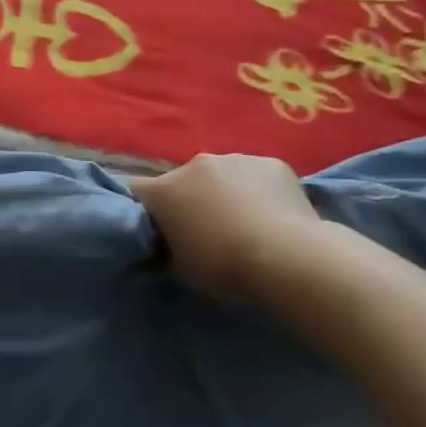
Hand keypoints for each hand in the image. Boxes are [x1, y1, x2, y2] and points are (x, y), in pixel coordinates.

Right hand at [128, 153, 321, 297]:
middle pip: (181, 181)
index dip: (145, 210)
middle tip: (205, 230)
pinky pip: (255, 175)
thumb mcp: (180, 267)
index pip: (136, 191)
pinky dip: (257, 190)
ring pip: (220, 175)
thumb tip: (161, 245)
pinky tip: (272, 214)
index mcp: (164, 190)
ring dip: (223, 192)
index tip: (157, 230)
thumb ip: (165, 248)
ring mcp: (235, 159)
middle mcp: (194, 165)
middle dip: (188, 200)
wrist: (289, 257)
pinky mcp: (272, 162)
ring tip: (244, 222)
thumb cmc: (225, 266)